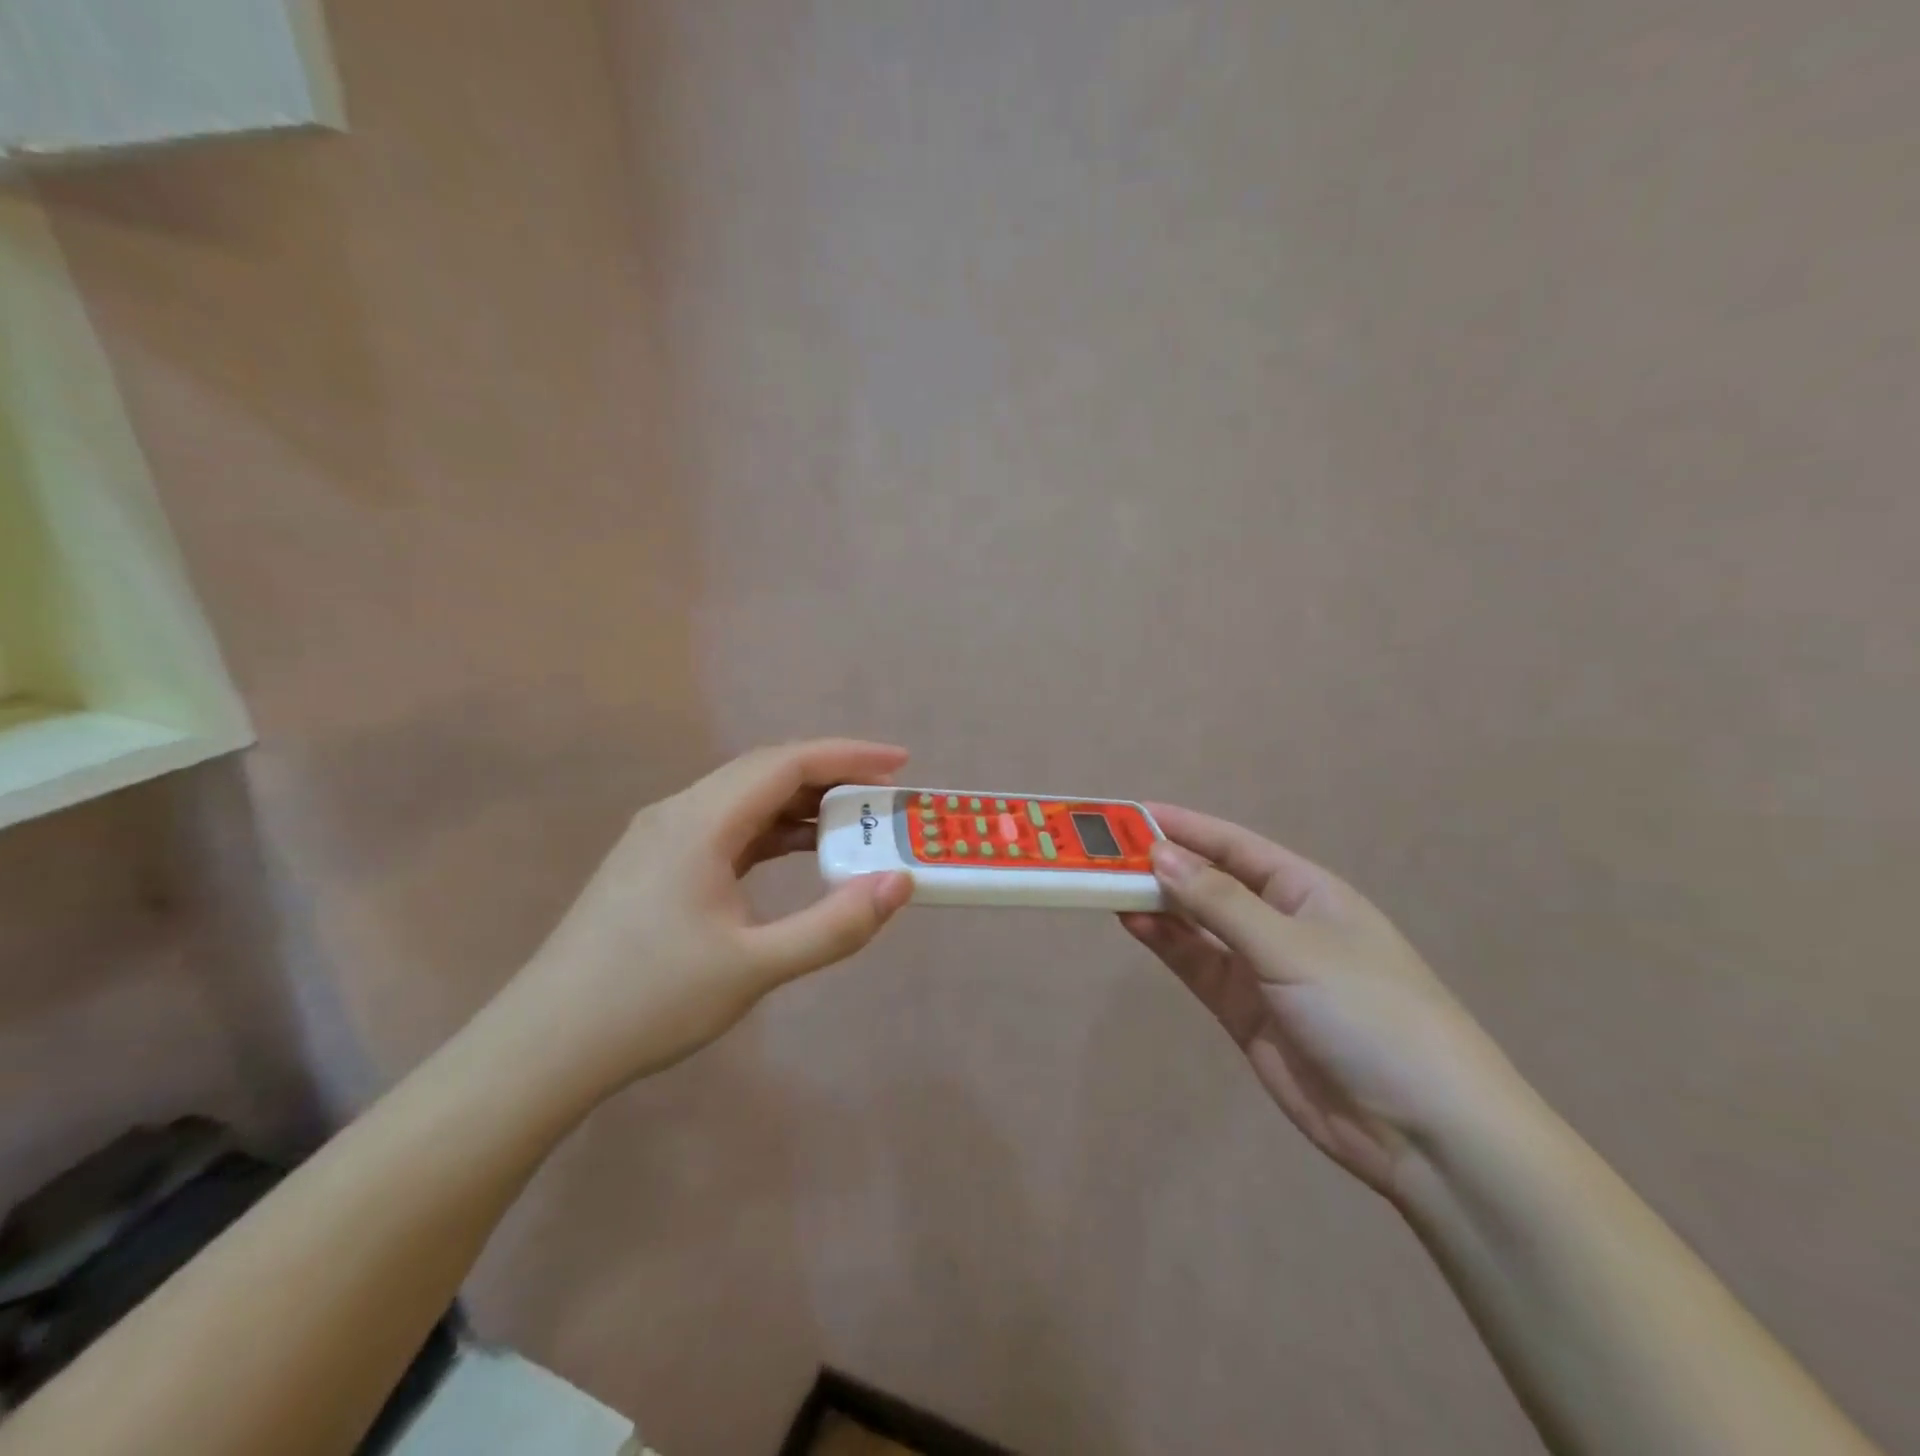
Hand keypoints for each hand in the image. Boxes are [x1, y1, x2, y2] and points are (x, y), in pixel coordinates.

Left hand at [504, 740, 914, 1098]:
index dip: (849, 755)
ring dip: (800, 804)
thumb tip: (898, 883)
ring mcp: (661, 836)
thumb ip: (833, 926)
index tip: (901, 762)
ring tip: (853, 823)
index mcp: (700, 821)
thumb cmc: (650, 1002)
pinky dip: (771, 831)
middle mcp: (678, 812)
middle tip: (884, 794)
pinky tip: (798, 852)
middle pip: (766, 771)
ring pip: (744, 798)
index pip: (787, 763)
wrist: (544, 1046)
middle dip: (831, 775)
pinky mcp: (655, 863)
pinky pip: (727, 827)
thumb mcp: (754, 967)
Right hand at [1121, 805, 1523, 1199]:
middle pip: (1210, 883)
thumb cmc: (1370, 1013)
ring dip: (1157, 904)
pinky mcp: (1245, 1012)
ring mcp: (1261, 970)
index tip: (1131, 814)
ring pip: (1197, 925)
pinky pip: (1197, 966)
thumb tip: (1159, 854)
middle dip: (1162, 866)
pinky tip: (1135, 925)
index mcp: (1307, 891)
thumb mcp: (1293, 947)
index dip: (1184, 827)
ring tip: (1106, 886)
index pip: (1234, 846)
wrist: (1424, 1133)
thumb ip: (1220, 902)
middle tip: (1103, 853)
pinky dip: (1167, 945)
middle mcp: (1281, 923)